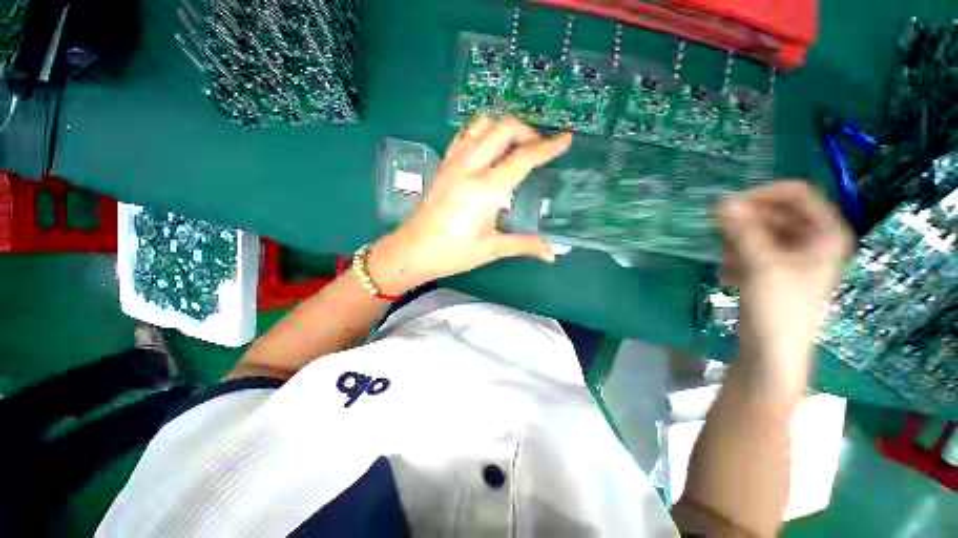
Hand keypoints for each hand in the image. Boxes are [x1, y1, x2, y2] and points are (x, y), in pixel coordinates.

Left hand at [368, 116, 572, 294]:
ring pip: (482, 124)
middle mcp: (470, 167)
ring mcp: (453, 162)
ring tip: (515, 145)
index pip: (523, 158)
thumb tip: (552, 254)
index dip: (548, 147)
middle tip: (538, 148)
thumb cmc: (453, 253)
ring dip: (504, 127)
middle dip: (527, 130)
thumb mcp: (491, 249)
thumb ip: (524, 245)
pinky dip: (483, 133)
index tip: (566, 138)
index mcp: (486, 189)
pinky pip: (465, 134)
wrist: (413, 250)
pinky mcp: (443, 164)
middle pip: (503, 128)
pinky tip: (489, 149)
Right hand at [717, 181, 852, 360]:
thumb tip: (720, 202)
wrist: (771, 352)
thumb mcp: (761, 265)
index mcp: (826, 233)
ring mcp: (792, 256)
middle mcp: (812, 240)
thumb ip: (741, 231)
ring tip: (728, 262)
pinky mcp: (774, 270)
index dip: (764, 194)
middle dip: (745, 222)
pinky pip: (752, 249)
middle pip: (775, 213)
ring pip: (760, 231)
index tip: (729, 205)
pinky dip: (737, 257)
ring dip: (738, 242)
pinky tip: (729, 275)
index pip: (797, 194)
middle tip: (718, 234)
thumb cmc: (779, 308)